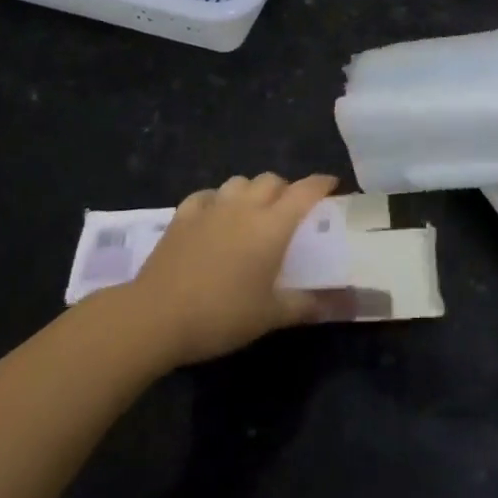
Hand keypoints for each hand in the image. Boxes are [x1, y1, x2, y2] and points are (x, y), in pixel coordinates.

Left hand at [131, 172, 341, 365]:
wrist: (155, 316)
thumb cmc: (221, 315)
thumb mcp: (269, 316)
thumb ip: (306, 305)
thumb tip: (342, 304)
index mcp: (272, 225)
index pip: (305, 191)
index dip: (321, 184)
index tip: (332, 185)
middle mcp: (245, 207)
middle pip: (271, 180)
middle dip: (285, 189)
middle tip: (290, 210)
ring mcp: (211, 207)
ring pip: (239, 182)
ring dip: (251, 191)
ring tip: (252, 211)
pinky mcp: (183, 215)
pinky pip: (206, 196)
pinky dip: (216, 200)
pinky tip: (214, 216)